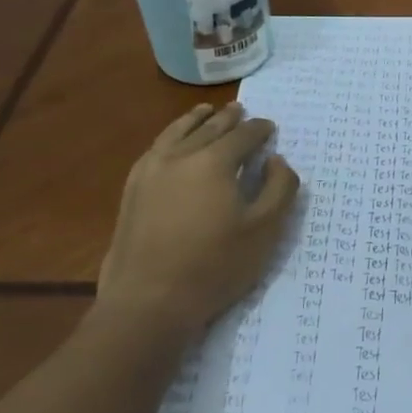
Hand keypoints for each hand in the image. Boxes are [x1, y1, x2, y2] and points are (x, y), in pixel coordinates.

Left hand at [94, 103, 299, 346]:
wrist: (149, 302)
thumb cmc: (215, 265)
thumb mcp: (265, 229)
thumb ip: (280, 188)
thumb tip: (277, 160)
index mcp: (214, 161)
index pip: (244, 135)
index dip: (260, 129)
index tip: (270, 127)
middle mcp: (180, 156)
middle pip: (209, 128)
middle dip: (228, 118)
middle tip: (240, 111)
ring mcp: (150, 171)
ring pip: (176, 133)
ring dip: (195, 120)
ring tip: (205, 112)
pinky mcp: (132, 190)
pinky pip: (155, 149)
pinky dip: (170, 137)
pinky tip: (172, 143)